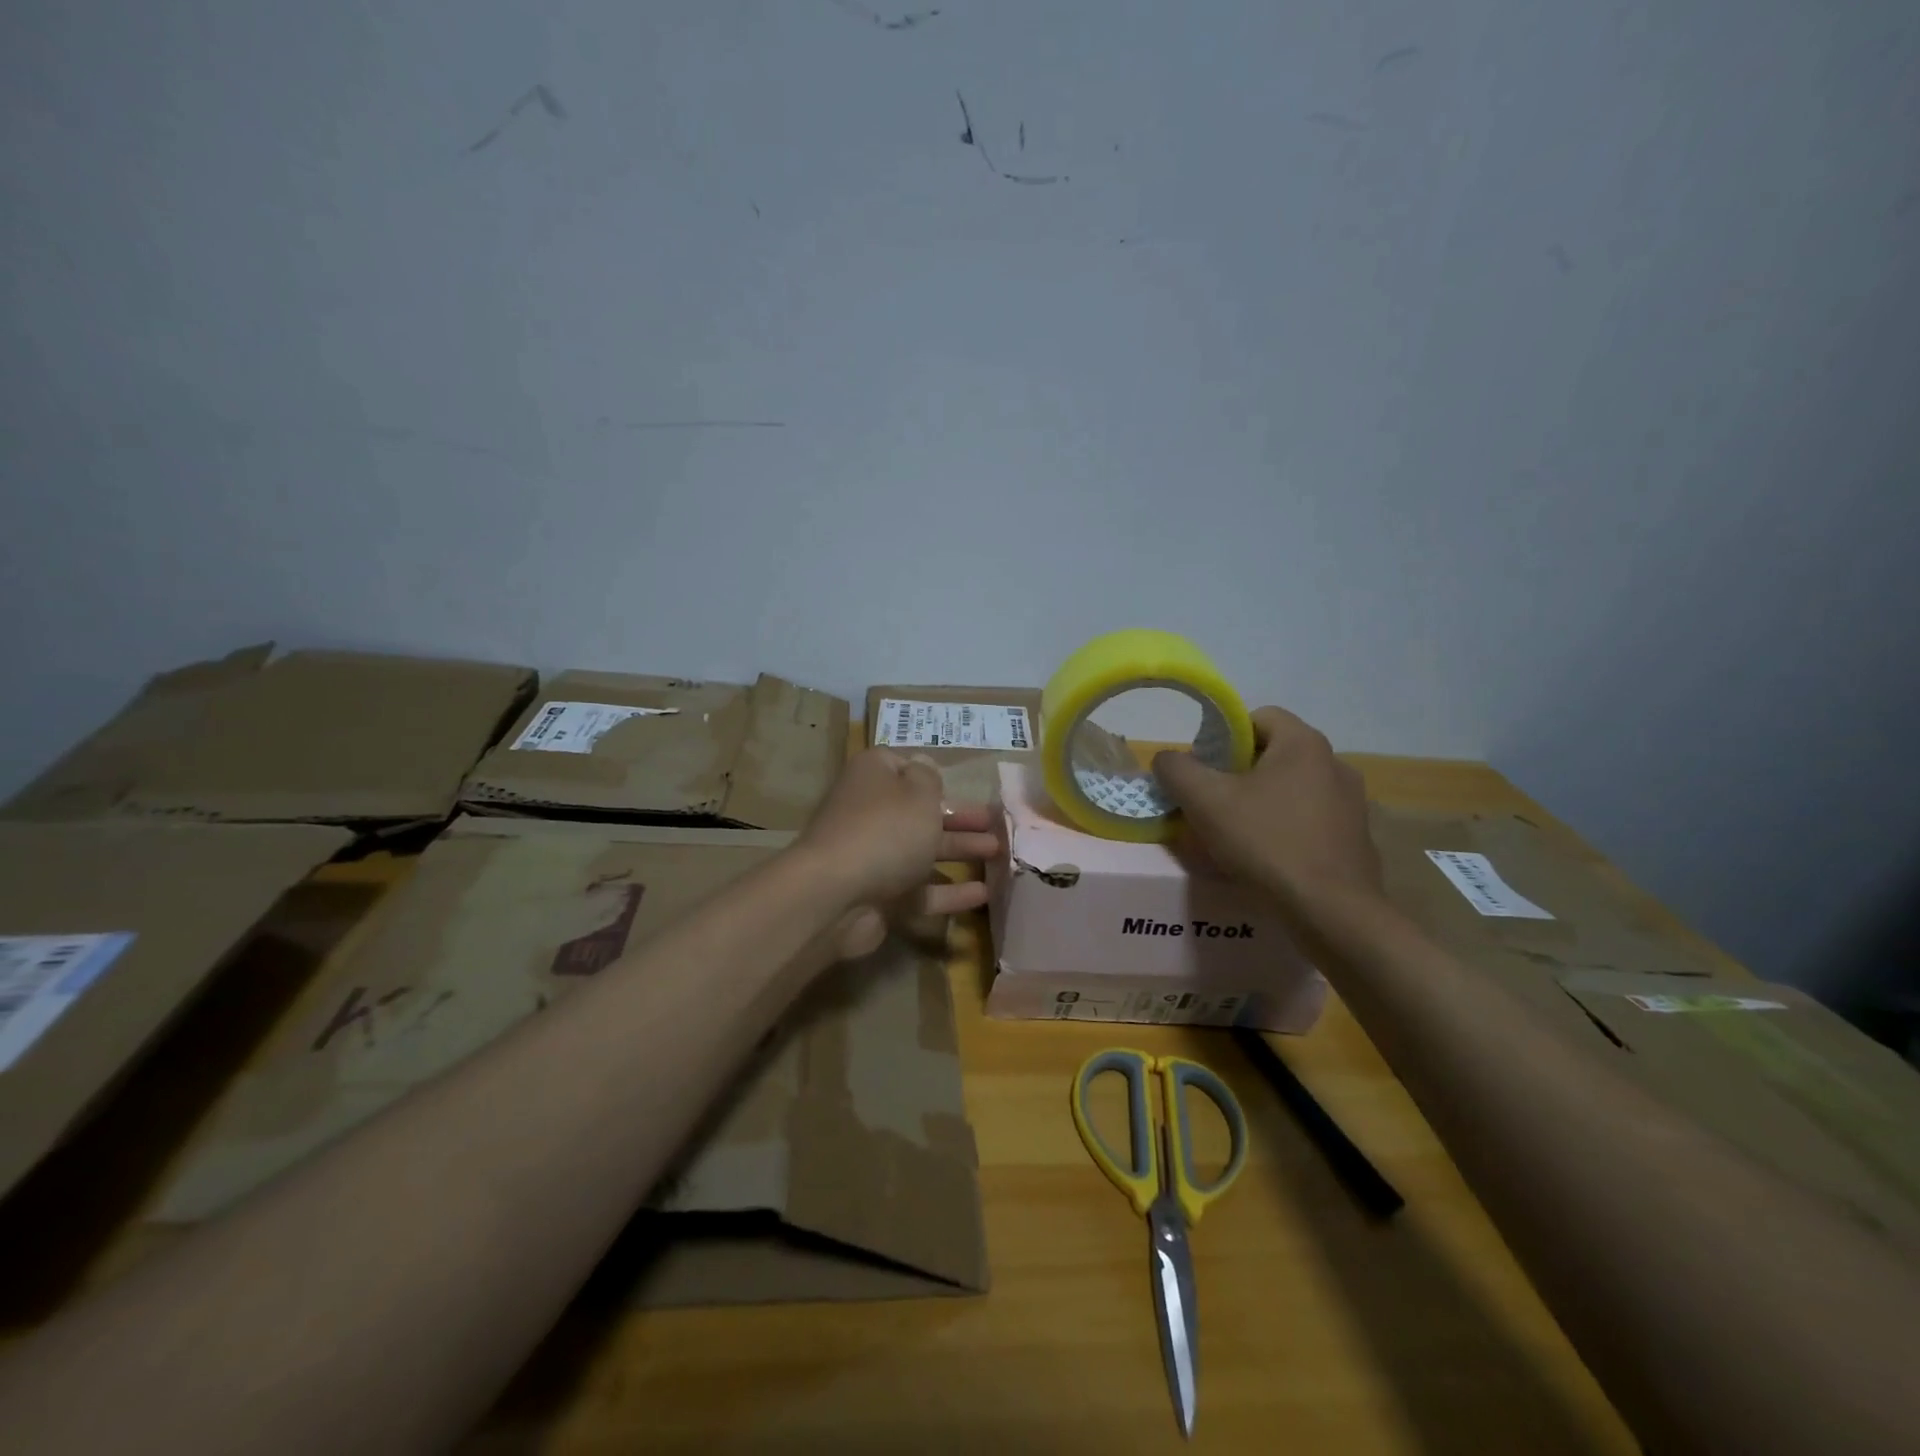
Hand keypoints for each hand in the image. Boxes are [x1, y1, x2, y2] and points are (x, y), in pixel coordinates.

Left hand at [797, 748, 999, 959]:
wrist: (836, 895)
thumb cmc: (886, 829)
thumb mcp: (918, 792)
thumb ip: (929, 778)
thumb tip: (923, 765)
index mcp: (873, 777)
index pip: (902, 766)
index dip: (930, 774)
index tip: (957, 784)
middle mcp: (870, 813)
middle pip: (919, 811)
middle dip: (958, 816)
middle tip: (995, 822)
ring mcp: (873, 856)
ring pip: (923, 850)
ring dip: (960, 850)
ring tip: (999, 853)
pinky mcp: (879, 895)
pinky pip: (920, 890)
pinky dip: (949, 892)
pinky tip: (983, 894)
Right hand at [1153, 707, 1382, 909]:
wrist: (1331, 911)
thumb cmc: (1266, 842)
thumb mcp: (1205, 801)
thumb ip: (1177, 769)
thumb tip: (1167, 759)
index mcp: (1304, 744)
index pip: (1259, 717)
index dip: (1225, 736)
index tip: (1205, 768)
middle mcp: (1335, 764)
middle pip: (1274, 755)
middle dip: (1239, 774)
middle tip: (1211, 803)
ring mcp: (1352, 804)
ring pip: (1292, 790)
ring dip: (1262, 803)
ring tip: (1236, 835)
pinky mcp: (1356, 839)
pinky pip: (1310, 821)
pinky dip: (1286, 830)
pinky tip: (1267, 858)